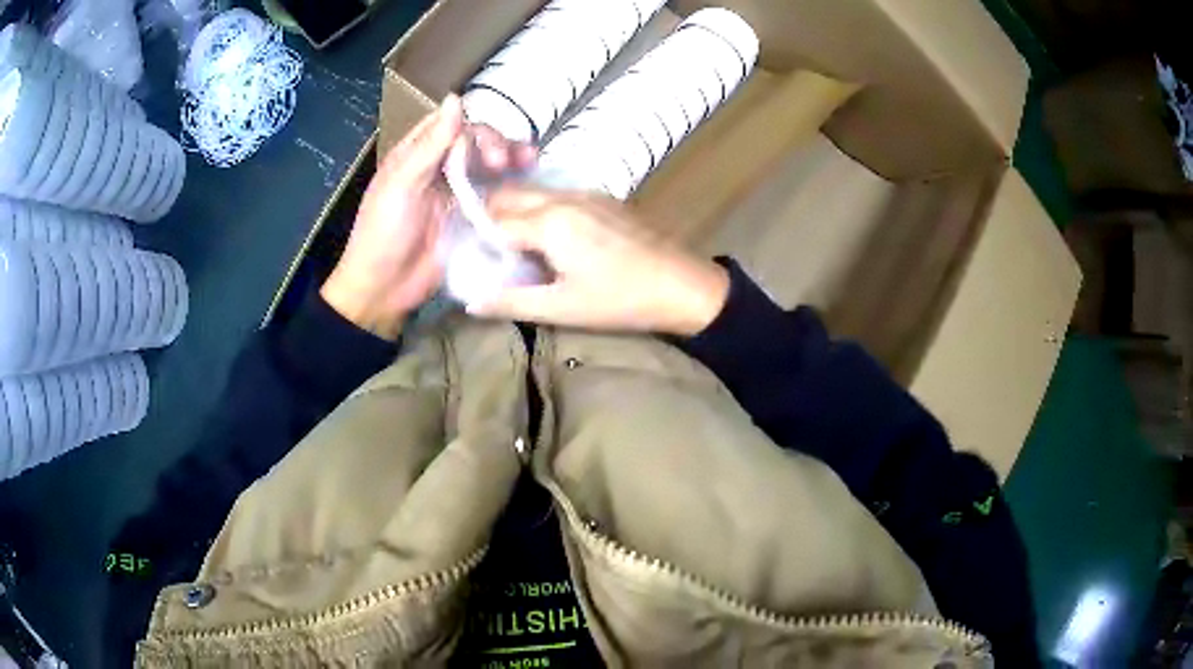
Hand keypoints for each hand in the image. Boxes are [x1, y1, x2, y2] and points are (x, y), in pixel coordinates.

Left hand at [321, 95, 535, 339]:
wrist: (384, 290)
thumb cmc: (383, 233)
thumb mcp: (401, 184)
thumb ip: (430, 144)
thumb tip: (456, 98)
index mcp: (415, 154)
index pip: (451, 124)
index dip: (472, 127)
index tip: (485, 148)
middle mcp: (437, 168)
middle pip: (474, 142)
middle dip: (495, 144)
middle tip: (504, 163)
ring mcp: (455, 193)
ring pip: (487, 164)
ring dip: (510, 158)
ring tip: (530, 161)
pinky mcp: (469, 218)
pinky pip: (493, 194)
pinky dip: (511, 186)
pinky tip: (528, 181)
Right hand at [469, 187, 729, 336]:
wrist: (683, 285)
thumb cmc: (620, 300)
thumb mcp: (562, 308)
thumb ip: (511, 302)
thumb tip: (470, 302)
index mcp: (548, 222)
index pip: (493, 221)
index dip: (477, 240)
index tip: (467, 258)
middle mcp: (562, 197)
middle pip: (509, 196)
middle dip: (489, 216)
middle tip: (484, 250)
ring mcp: (585, 193)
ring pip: (532, 191)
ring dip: (514, 210)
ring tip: (511, 244)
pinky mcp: (602, 198)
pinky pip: (556, 194)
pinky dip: (538, 208)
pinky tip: (545, 236)